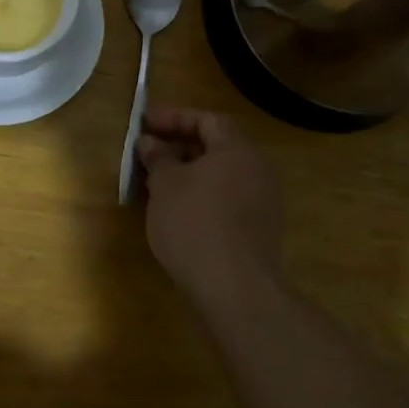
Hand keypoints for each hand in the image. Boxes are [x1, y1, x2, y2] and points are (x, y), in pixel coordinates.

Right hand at [137, 107, 283, 312]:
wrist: (234, 290)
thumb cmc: (195, 223)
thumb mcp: (165, 184)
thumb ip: (157, 157)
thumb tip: (150, 143)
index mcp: (238, 149)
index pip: (206, 119)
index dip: (173, 117)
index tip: (144, 123)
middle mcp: (258, 169)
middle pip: (216, 145)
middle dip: (179, 145)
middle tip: (148, 153)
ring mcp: (263, 202)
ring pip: (221, 174)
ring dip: (188, 172)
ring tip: (156, 182)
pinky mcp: (260, 230)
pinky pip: (227, 198)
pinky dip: (202, 195)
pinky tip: (177, 210)